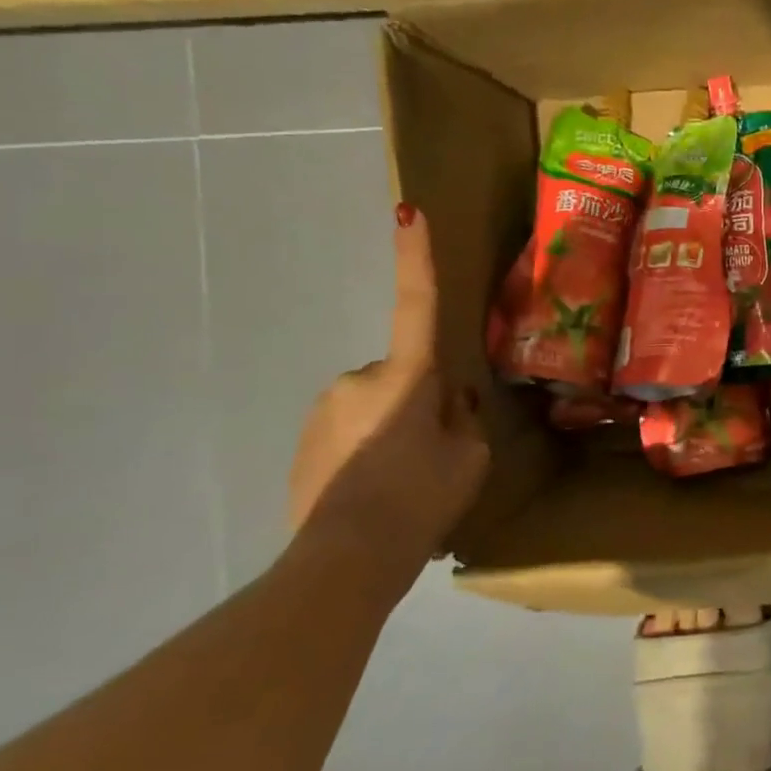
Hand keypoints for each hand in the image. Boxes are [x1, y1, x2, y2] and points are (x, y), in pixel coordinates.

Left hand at [287, 205, 488, 585]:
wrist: (344, 562)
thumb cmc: (420, 498)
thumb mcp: (469, 457)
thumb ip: (463, 417)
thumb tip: (449, 400)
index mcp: (406, 376)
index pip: (417, 305)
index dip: (415, 256)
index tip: (407, 208)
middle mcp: (357, 380)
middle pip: (402, 377)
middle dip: (417, 402)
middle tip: (432, 453)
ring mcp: (322, 413)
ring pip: (373, 407)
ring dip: (390, 431)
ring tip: (401, 484)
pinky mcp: (300, 446)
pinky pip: (347, 434)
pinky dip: (364, 454)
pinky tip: (373, 495)